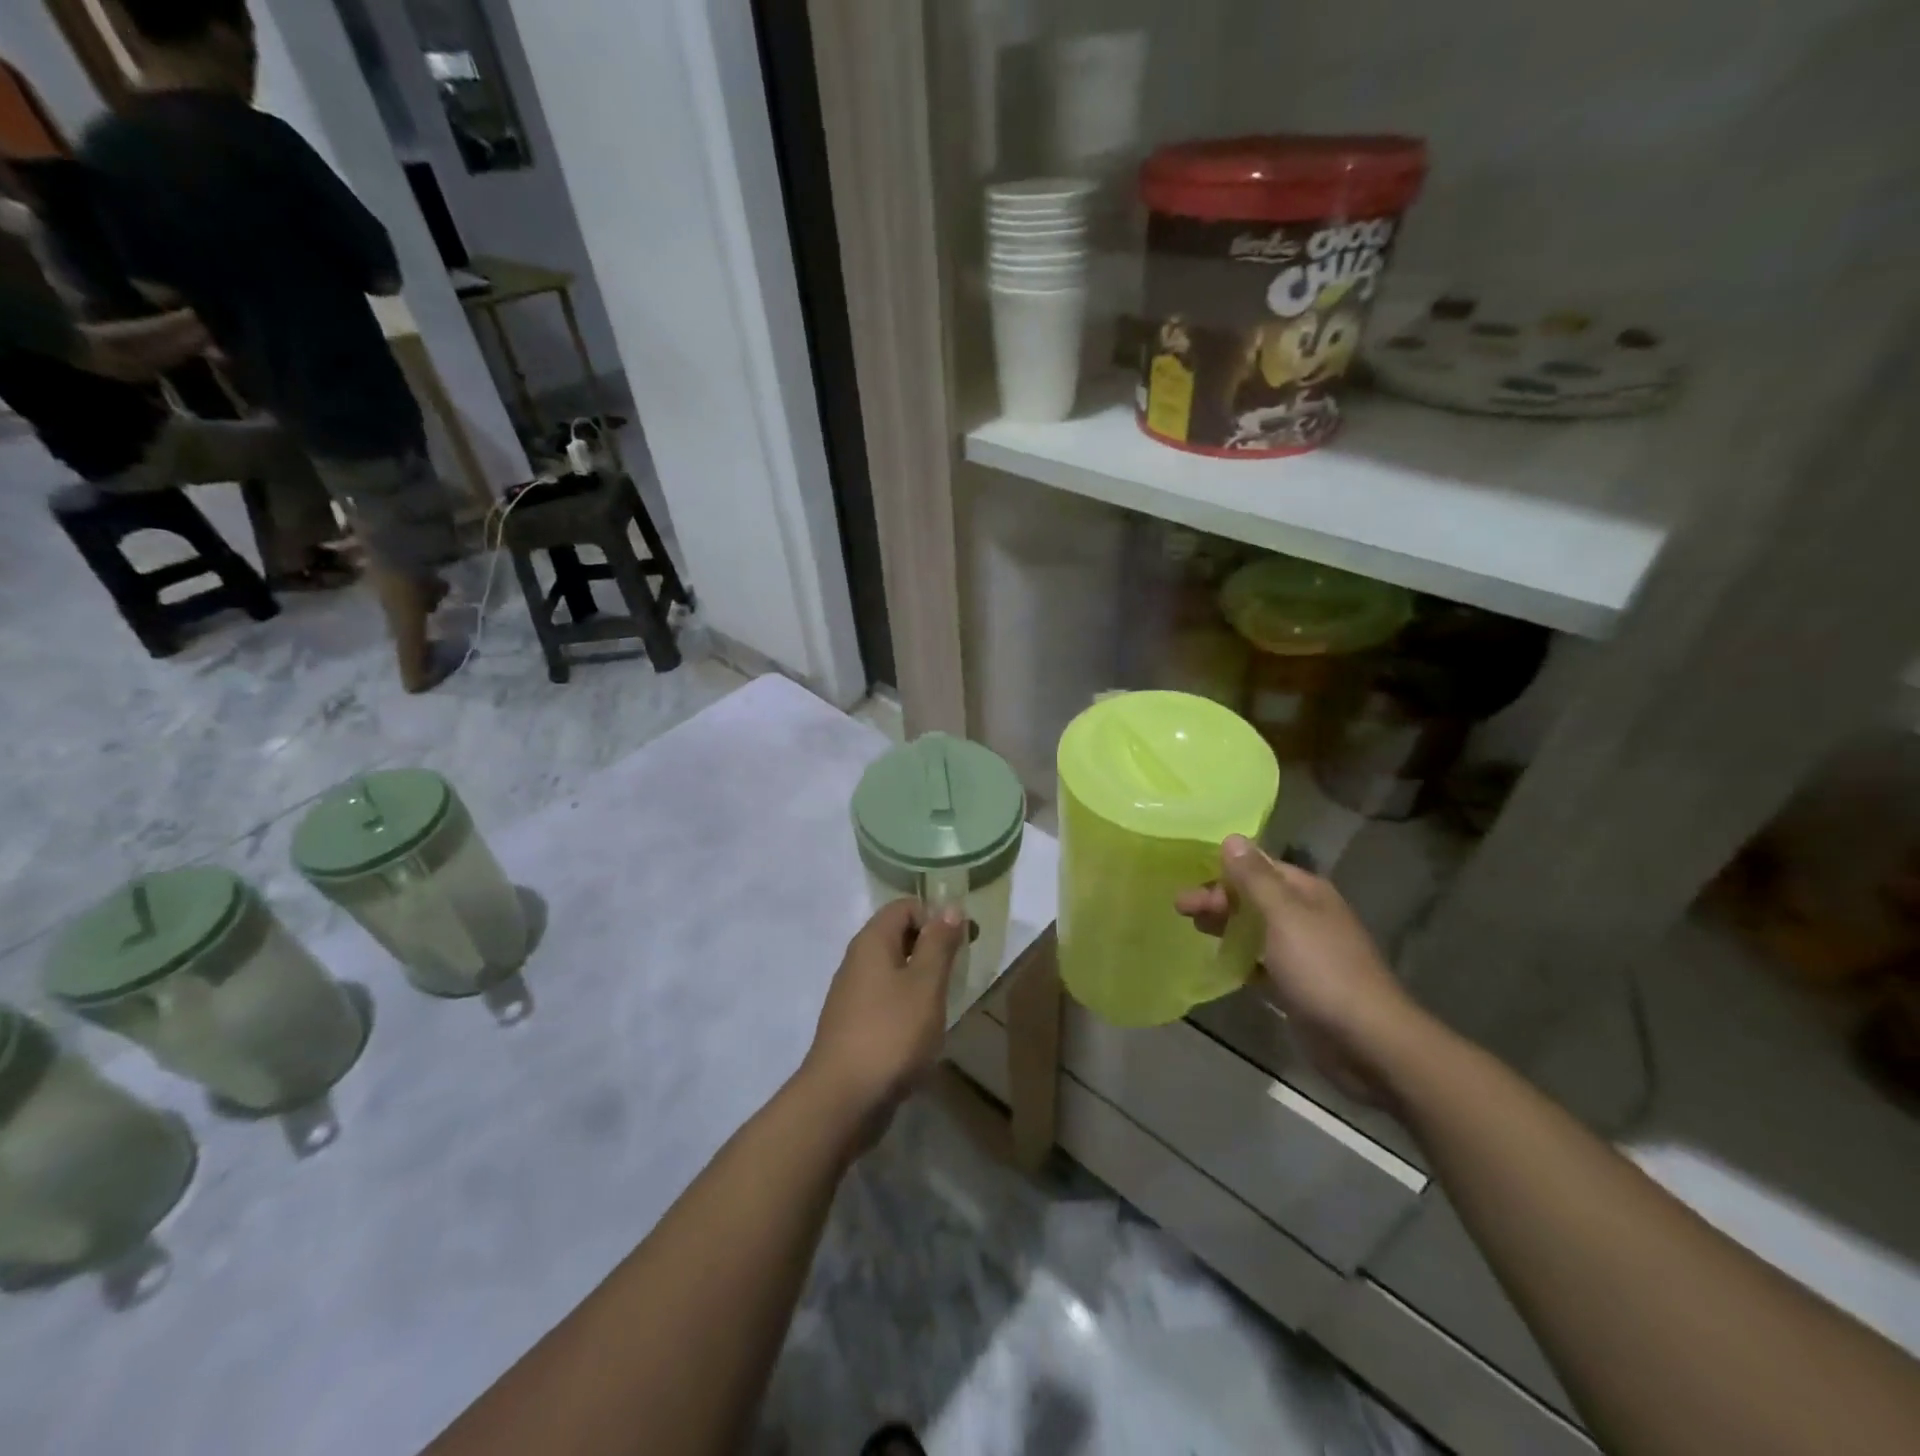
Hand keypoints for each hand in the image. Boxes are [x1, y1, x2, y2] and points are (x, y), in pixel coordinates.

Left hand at [801, 899, 965, 1134]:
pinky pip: (885, 999)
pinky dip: (906, 1003)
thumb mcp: (925, 984)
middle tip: (959, 971)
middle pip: (898, 935)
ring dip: (920, 978)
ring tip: (944, 1002)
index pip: (905, 906)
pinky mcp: (853, 1025)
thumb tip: (950, 907)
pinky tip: (922, 1030)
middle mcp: (857, 960)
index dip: (936, 916)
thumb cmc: (891, 1033)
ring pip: (892, 969)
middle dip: (931, 947)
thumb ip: (939, 944)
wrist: (842, 1099)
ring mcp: (851, 994)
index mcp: (872, 941)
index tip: (963, 941)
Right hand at [1176, 836, 1420, 1105]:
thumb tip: (1232, 837)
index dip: (1224, 871)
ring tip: (1193, 929)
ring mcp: (1302, 951)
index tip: (1189, 882)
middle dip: (1218, 898)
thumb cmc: (1322, 969)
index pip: (1258, 867)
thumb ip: (1254, 878)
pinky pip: (1260, 960)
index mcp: (1306, 892)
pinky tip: (1218, 961)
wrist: (1366, 1041)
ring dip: (1225, 924)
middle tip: (1180, 909)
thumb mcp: (1283, 916)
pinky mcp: (1296, 984)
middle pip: (1253, 896)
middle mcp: (1305, 915)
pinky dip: (1239, 956)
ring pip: (1254, 928)